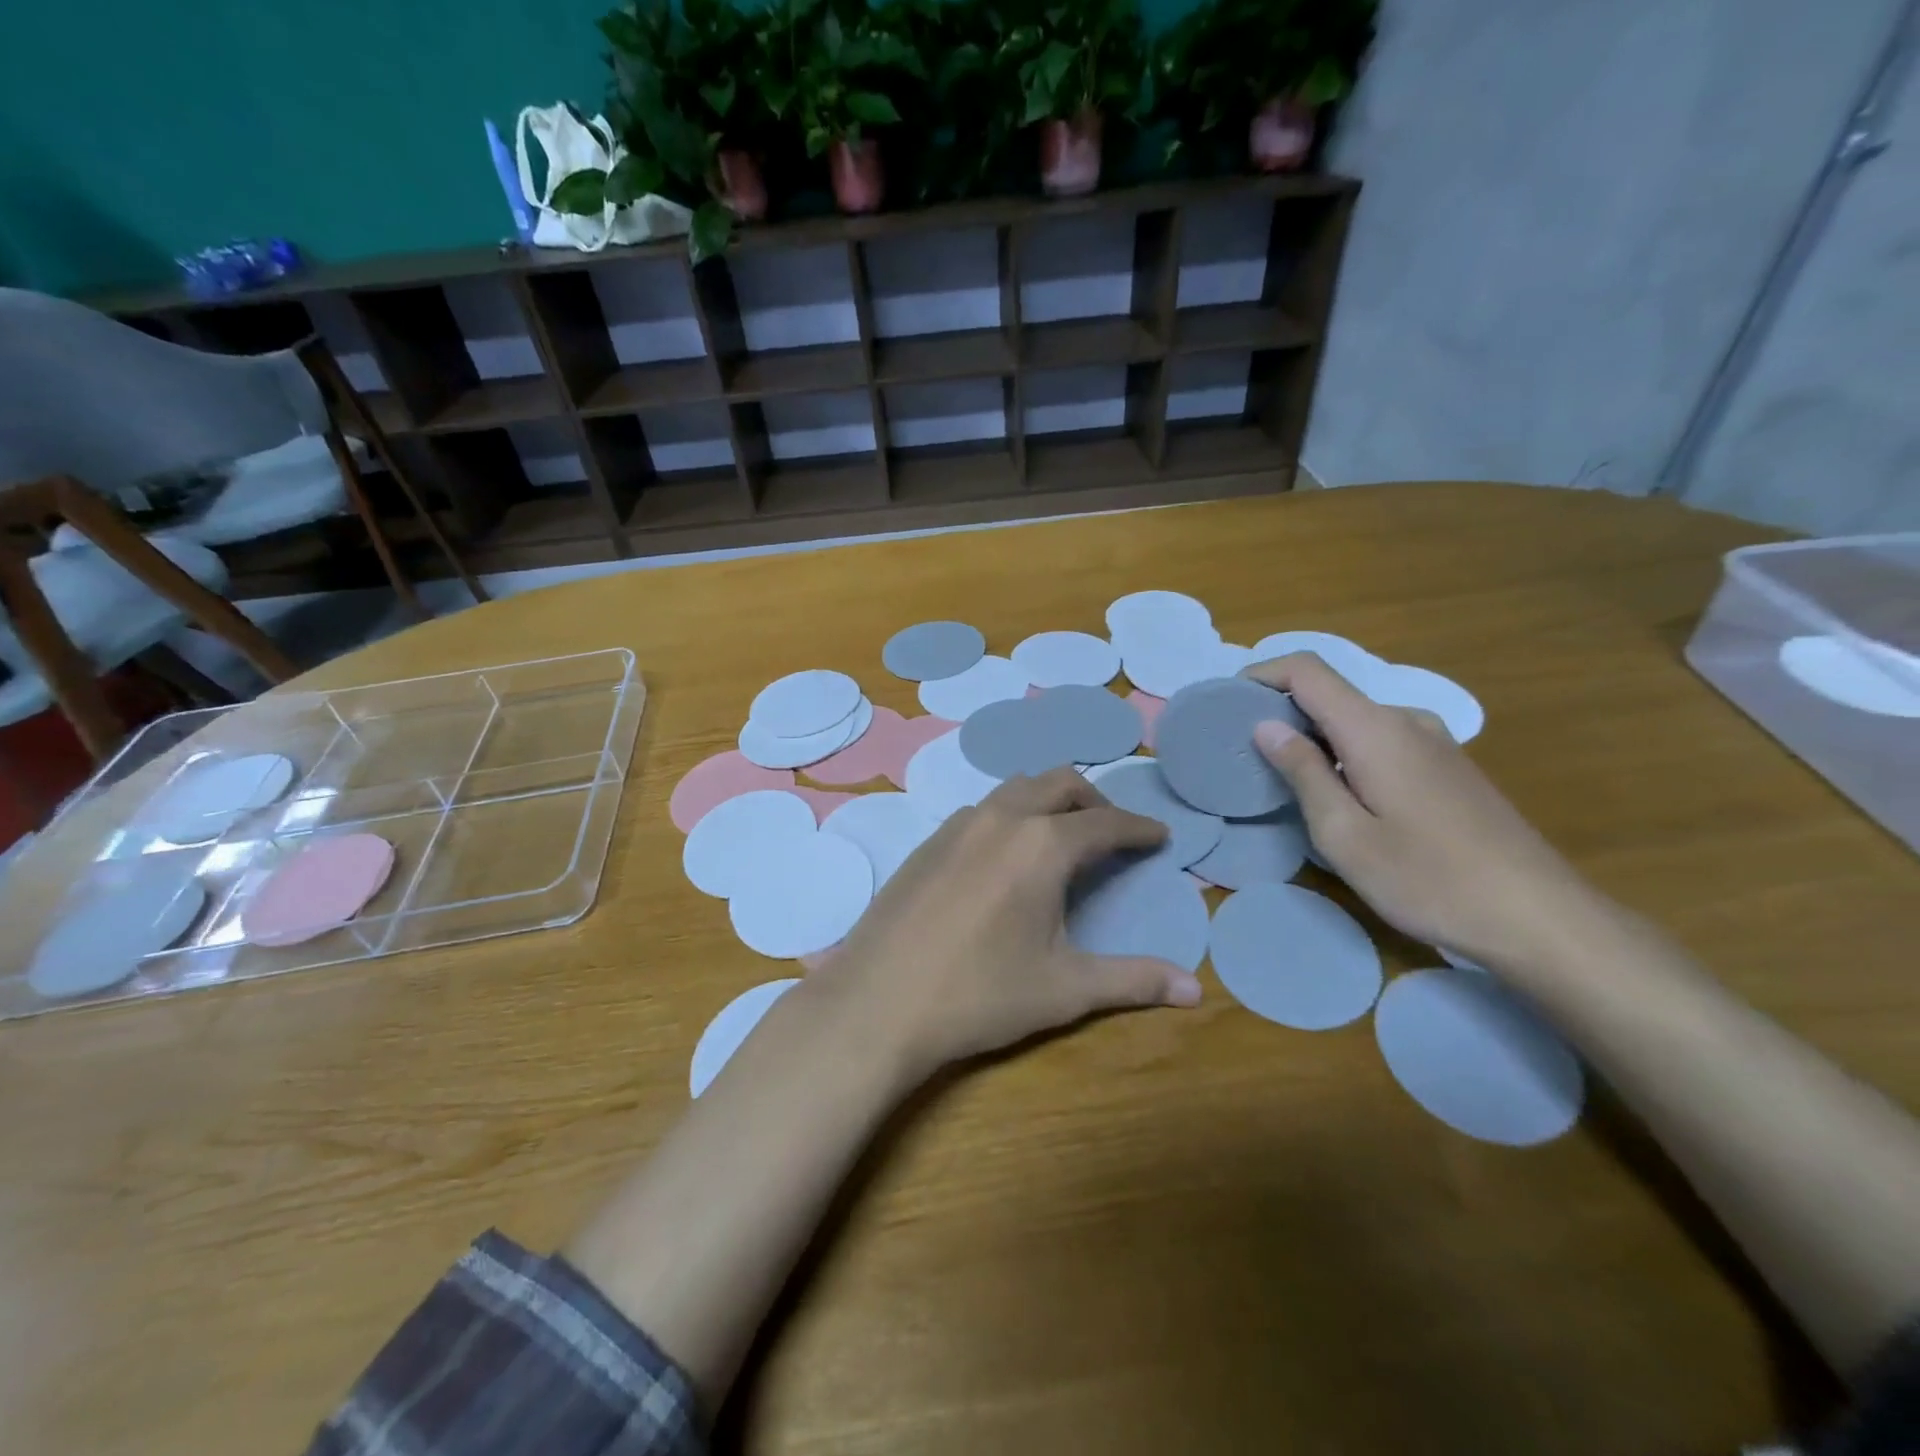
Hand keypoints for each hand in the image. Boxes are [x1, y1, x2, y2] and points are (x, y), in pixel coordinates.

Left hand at [812, 767, 1203, 1080]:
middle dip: (1094, 800)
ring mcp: (958, 825)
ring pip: (1015, 789)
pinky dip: (1009, 815)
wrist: (877, 1003)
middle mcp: (1002, 818)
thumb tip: (1195, 990)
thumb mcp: (1064, 988)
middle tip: (1112, 832)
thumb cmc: (979, 994)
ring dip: (1047, 801)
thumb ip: (1132, 980)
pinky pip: (982, 810)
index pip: (1106, 822)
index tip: (1158, 836)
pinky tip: (1004, 857)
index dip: (1138, 828)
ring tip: (1060, 837)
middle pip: (1059, 784)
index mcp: (1043, 845)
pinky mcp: (928, 842)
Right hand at [1242, 653, 1597, 967]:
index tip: (1227, 703)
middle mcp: (1406, 720)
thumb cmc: (1428, 879)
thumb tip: (1266, 726)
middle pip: (1330, 694)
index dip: (1262, 674)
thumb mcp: (1345, 834)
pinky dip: (1345, 753)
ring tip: (1285, 780)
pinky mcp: (1448, 766)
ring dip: (1314, 737)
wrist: (1538, 916)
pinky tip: (1340, 797)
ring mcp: (1433, 742)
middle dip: (1281, 712)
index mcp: (1375, 729)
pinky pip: (1380, 741)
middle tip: (1245, 754)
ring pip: (1355, 721)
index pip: (1307, 671)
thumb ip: (1303, 773)